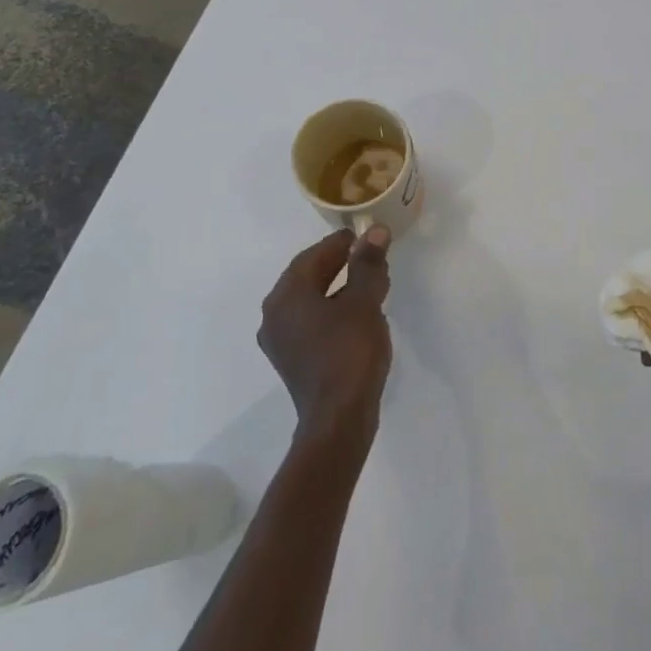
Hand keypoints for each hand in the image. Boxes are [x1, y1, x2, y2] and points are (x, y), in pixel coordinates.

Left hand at [259, 227, 392, 447]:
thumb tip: (376, 232)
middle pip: (308, 277)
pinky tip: (358, 314)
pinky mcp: (293, 360)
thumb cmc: (349, 351)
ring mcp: (281, 341)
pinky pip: (311, 322)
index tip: (365, 235)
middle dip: (339, 264)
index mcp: (286, 296)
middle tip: (369, 256)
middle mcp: (274, 315)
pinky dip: (332, 310)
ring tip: (370, 283)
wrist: (338, 418)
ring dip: (338, 288)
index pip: (313, 256)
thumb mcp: (364, 301)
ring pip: (310, 301)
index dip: (340, 243)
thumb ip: (367, 264)